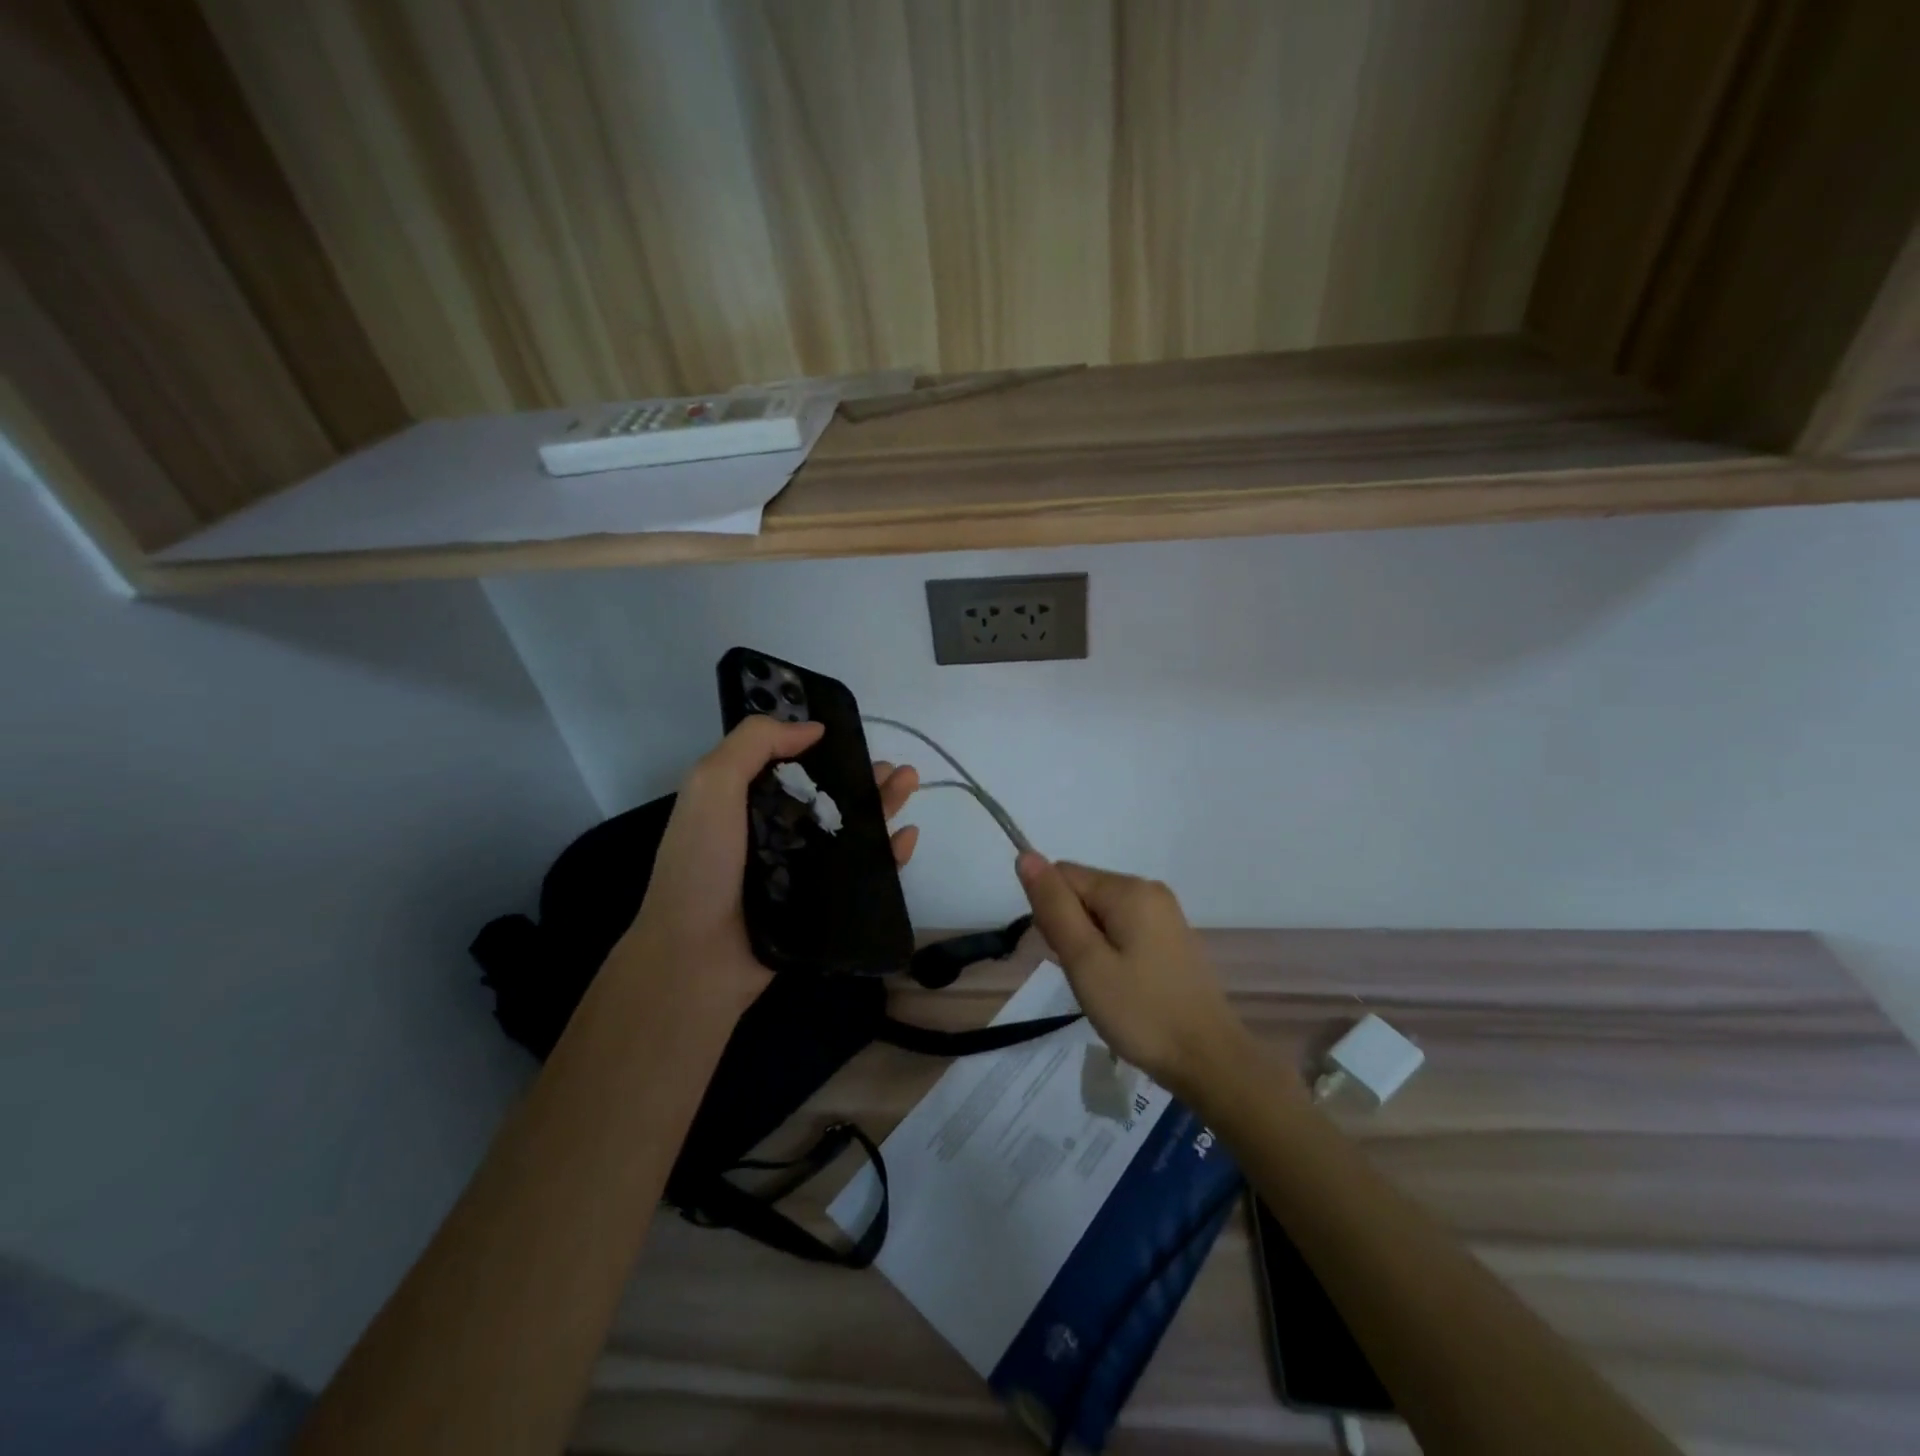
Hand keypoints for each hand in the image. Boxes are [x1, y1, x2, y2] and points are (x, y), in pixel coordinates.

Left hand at [622, 717, 920, 1021]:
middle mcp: (777, 832)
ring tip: (910, 784)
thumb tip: (813, 729)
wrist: (697, 957)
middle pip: (831, 797)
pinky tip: (907, 836)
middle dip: (865, 777)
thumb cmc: (702, 864)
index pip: (793, 767)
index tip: (854, 736)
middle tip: (897, 768)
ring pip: (852, 831)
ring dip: (883, 806)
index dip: (825, 749)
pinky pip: (863, 874)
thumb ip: (754, 743)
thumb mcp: (712, 784)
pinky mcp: (823, 905)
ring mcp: (802, 870)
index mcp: (748, 802)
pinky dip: (888, 854)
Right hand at [1015, 853, 1249, 1100]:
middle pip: (1083, 893)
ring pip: (1101, 915)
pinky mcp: (1172, 939)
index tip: (1066, 957)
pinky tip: (1123, 989)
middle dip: (1071, 931)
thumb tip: (1026, 855)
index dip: (1052, 915)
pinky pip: (1124, 931)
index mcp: (1128, 889)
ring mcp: (1165, 915)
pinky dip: (1112, 954)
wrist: (1209, 1061)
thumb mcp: (1085, 960)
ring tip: (1105, 988)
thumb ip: (1054, 906)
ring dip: (1090, 947)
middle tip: (1087, 978)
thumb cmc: (1141, 1012)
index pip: (1063, 876)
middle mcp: (1149, 890)